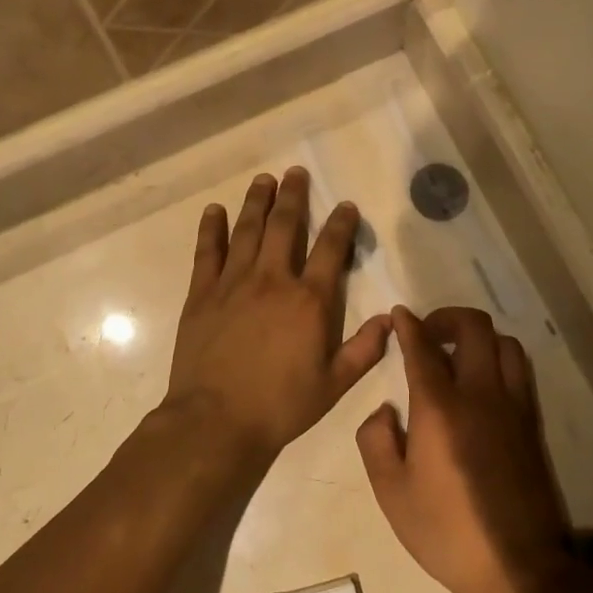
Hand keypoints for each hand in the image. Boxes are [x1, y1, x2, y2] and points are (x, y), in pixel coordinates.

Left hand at [162, 169, 390, 467]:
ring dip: (256, 202)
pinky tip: (214, 210)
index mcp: (309, 300)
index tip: (345, 205)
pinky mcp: (202, 294)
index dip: (341, 224)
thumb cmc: (281, 405)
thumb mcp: (334, 385)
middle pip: (286, 226)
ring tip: (264, 180)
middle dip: (293, 196)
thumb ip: (364, 349)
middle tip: (295, 172)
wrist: (216, 420)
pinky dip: (211, 229)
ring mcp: (233, 283)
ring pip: (247, 230)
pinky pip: (207, 252)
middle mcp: (273, 280)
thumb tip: (390, 319)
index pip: (331, 250)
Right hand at [357, 307, 575, 592]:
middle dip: (448, 318)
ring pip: (505, 343)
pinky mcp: (532, 424)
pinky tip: (483, 384)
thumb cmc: (445, 531)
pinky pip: (520, 371)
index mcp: (441, 407)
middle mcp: (481, 394)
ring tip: (458, 355)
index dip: (409, 325)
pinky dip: (500, 359)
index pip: (423, 347)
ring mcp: (513, 407)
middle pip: (474, 328)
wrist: (517, 568)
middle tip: (428, 333)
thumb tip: (385, 409)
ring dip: (479, 338)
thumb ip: (375, 440)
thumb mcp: (391, 492)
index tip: (400, 314)